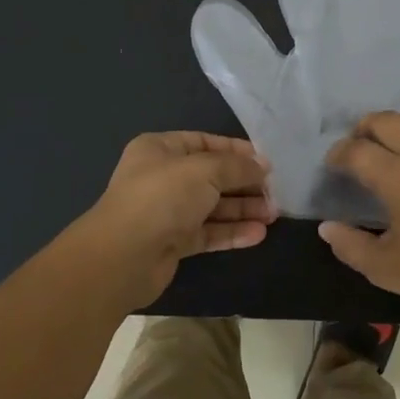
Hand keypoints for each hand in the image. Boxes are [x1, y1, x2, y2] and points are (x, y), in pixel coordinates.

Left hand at [76, 132, 274, 306]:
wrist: (124, 256)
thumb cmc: (163, 197)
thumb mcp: (205, 170)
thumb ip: (237, 166)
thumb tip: (262, 166)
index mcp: (160, 150)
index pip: (205, 142)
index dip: (236, 151)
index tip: (267, 163)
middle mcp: (162, 177)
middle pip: (212, 176)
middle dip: (244, 184)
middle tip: (275, 193)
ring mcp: (167, 212)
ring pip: (212, 207)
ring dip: (243, 209)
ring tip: (274, 214)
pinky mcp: (173, 242)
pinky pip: (208, 232)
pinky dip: (232, 232)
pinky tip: (258, 234)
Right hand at [318, 112, 399, 343]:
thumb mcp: (385, 269)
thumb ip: (349, 244)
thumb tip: (327, 227)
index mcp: (397, 177)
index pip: (356, 150)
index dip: (338, 154)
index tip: (335, 165)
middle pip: (386, 120)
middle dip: (365, 129)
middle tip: (361, 147)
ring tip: (396, 146)